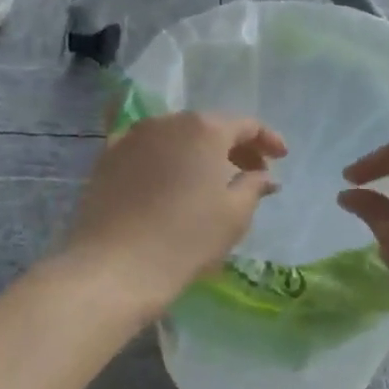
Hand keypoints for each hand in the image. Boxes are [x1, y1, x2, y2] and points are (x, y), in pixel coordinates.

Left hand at [62, 111, 286, 311]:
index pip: (245, 125)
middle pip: (209, 127)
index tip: (281, 158)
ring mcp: (132, 137)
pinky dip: (164, 158)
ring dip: (197, 152)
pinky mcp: (107, 157)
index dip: (267, 140)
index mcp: (204, 129)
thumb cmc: (186, 239)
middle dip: (233, 146)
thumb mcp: (234, 215)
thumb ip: (254, 186)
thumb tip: (263, 175)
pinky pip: (145, 149)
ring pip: (175, 136)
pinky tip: (168, 178)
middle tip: (250, 172)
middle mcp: (167, 122)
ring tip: (210, 179)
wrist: (115, 266)